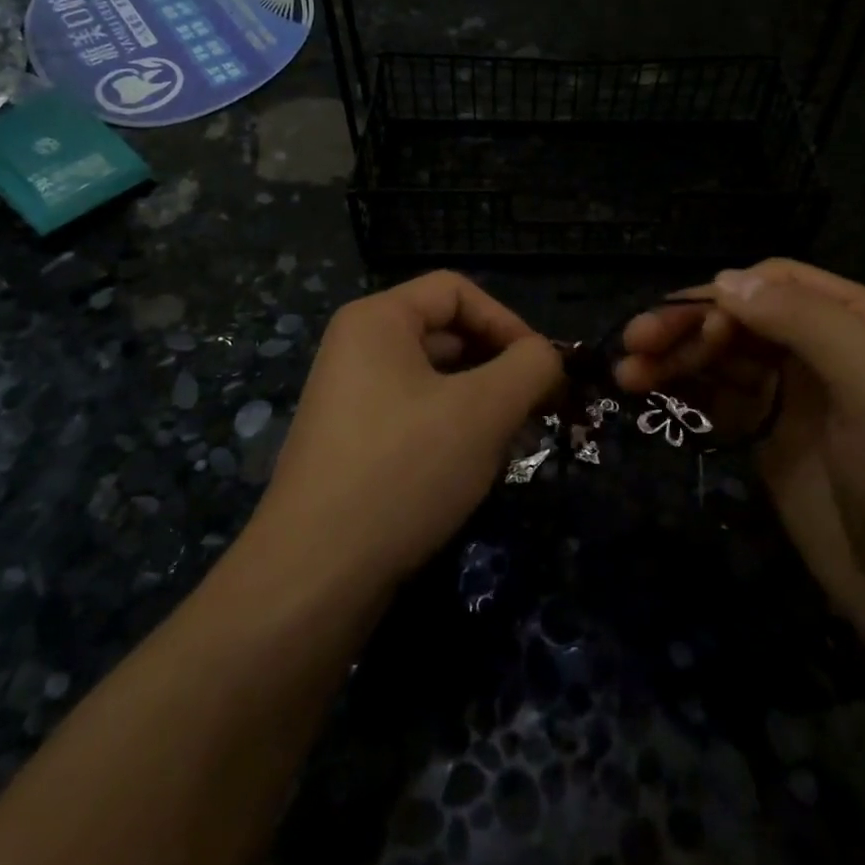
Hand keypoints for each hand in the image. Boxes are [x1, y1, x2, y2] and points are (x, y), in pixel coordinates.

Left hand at [248, 272, 561, 592]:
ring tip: (514, 442)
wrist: (316, 574)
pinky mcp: (353, 444)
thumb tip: (548, 357)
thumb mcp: (484, 410)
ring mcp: (351, 399)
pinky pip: (416, 416)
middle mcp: (357, 349)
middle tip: (539, 410)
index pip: (457, 290)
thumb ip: (530, 367)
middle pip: (447, 333)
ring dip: (483, 402)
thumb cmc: (404, 470)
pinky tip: (476, 467)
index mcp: (377, 320)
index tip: (544, 371)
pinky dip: (454, 430)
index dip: (508, 322)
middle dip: (500, 366)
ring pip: (436, 380)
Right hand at [618, 259, 864, 659]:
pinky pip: (719, 399)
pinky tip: (651, 394)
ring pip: (722, 357)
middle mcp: (825, 349)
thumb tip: (724, 280)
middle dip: (686, 325)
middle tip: (633, 345)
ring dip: (674, 357)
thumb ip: (805, 323)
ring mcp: (795, 397)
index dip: (725, 296)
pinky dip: (684, 391)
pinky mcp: (771, 439)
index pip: (777, 282)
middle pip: (740, 318)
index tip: (685, 327)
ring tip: (627, 376)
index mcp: (862, 322)